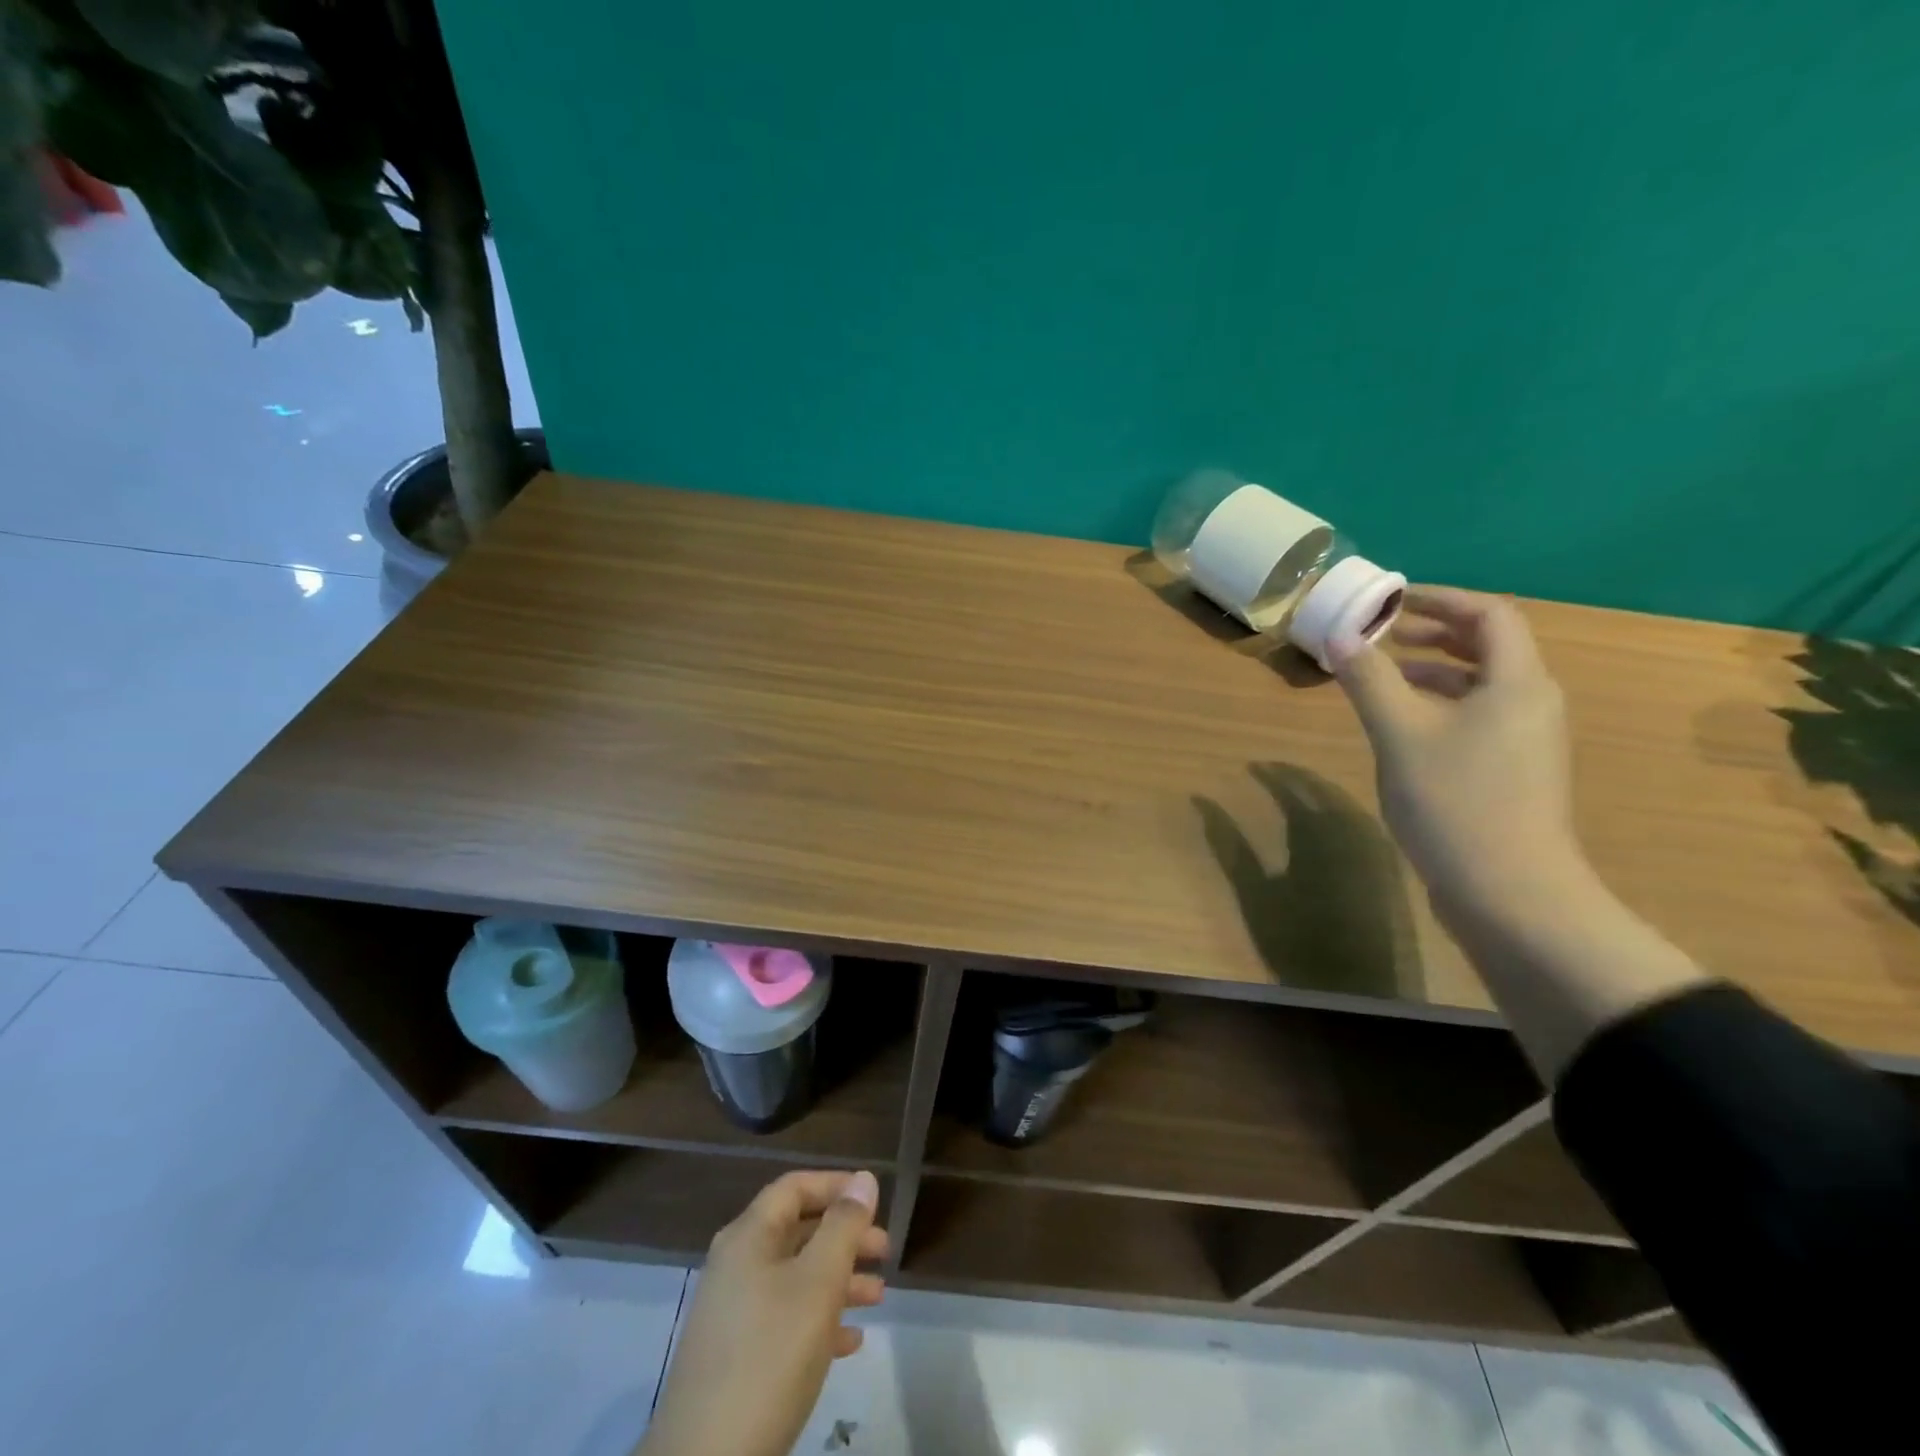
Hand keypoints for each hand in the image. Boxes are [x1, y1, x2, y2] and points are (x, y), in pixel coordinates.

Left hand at [640, 1169, 886, 1455]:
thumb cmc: (770, 1355)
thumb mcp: (818, 1283)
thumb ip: (844, 1226)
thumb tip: (863, 1179)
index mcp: (749, 1236)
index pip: (794, 1187)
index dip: (836, 1186)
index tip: (874, 1201)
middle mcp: (736, 1264)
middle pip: (797, 1231)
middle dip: (844, 1237)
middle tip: (885, 1251)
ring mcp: (732, 1311)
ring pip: (795, 1277)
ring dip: (838, 1279)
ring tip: (878, 1296)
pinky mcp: (735, 1356)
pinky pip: (784, 1318)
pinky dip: (818, 1319)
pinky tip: (850, 1342)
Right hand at [1330, 586, 1586, 922]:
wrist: (1509, 892)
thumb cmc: (1455, 801)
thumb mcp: (1400, 733)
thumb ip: (1369, 679)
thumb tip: (1341, 634)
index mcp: (1517, 682)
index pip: (1488, 615)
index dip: (1440, 599)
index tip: (1391, 600)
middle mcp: (1532, 702)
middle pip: (1490, 646)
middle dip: (1435, 633)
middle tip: (1384, 634)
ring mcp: (1527, 740)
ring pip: (1481, 685)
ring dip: (1434, 670)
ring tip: (1384, 676)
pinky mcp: (1514, 771)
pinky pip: (1478, 716)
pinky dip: (1440, 705)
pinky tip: (1404, 727)